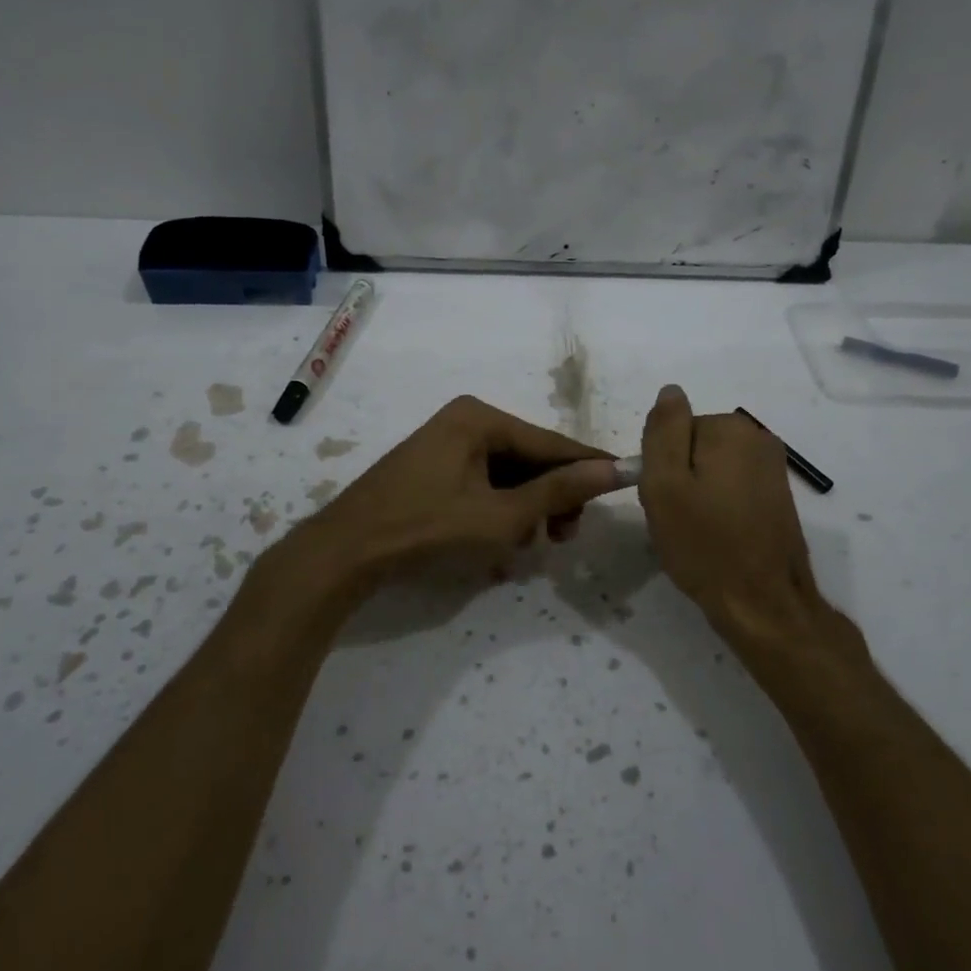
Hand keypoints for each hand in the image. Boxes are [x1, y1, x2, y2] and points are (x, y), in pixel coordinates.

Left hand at [296, 395, 619, 586]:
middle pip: (529, 459)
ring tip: (523, 549)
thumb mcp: (502, 516)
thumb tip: (610, 469)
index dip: (588, 466)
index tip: (625, 479)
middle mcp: (464, 421)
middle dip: (549, 499)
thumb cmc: (428, 529)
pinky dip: (496, 512)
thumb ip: (558, 492)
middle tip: (563, 539)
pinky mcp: (431, 469)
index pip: (551, 443)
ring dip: (523, 511)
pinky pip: (480, 485)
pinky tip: (497, 547)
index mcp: (481, 418)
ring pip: (506, 476)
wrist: (346, 552)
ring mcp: (444, 444)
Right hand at [638, 385, 862, 668]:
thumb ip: (663, 430)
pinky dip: (719, 508)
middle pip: (694, 446)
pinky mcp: (779, 497)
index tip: (664, 499)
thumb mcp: (665, 484)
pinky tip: (718, 538)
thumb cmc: (705, 544)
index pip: (674, 430)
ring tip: (697, 532)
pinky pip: (732, 489)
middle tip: (677, 519)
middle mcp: (759, 439)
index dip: (660, 465)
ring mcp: (773, 469)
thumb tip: (670, 390)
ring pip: (711, 470)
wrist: (763, 605)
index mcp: (731, 429)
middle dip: (679, 478)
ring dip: (697, 495)